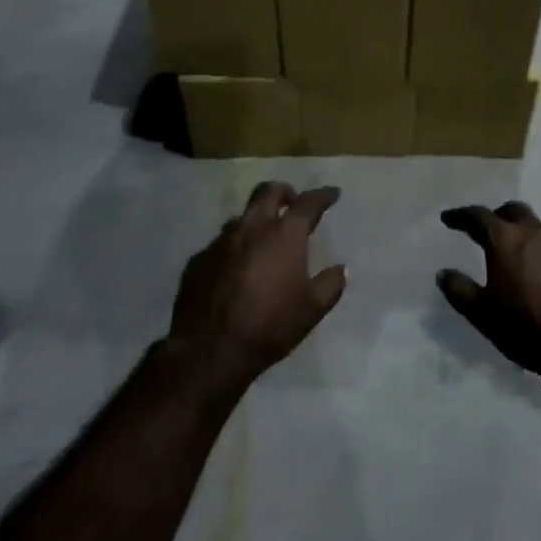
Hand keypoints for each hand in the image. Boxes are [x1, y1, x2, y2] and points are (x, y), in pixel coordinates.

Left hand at [168, 182, 347, 391]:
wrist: (210, 349)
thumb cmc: (269, 325)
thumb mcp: (312, 310)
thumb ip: (330, 284)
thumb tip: (341, 268)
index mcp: (284, 235)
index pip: (308, 203)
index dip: (323, 195)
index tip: (332, 194)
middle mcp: (251, 228)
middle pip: (267, 192)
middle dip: (284, 192)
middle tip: (293, 201)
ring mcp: (220, 242)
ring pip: (241, 217)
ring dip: (256, 220)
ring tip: (263, 237)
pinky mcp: (198, 259)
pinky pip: (220, 244)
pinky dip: (234, 248)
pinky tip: (235, 268)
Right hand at [438, 201, 540, 375]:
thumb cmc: (525, 325)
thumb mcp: (482, 313)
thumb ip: (460, 290)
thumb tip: (444, 273)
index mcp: (507, 240)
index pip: (478, 216)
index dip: (461, 216)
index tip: (449, 219)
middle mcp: (537, 234)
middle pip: (515, 211)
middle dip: (499, 216)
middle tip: (489, 230)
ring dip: (527, 239)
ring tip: (519, 259)